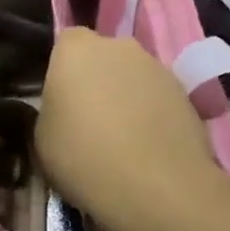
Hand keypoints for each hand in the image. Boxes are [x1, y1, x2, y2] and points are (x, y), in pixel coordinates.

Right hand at [34, 28, 225, 230]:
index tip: (61, 99)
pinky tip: (148, 148)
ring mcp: (157, 67)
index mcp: (75, 49)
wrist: (159, 187)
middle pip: (103, 56)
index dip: (63, 70)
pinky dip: (153, 115)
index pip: (65, 43)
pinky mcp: (187, 94)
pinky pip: (158, 98)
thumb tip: (62, 111)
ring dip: (127, 97)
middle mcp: (118, 46)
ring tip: (123, 139)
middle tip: (89, 118)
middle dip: (97, 79)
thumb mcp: (42, 138)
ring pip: (133, 76)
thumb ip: (50, 111)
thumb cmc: (84, 156)